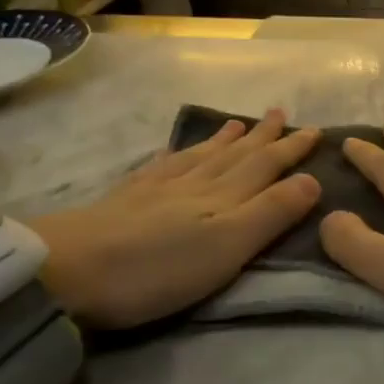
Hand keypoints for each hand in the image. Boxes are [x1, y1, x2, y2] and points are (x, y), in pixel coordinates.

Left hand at [32, 109, 320, 328]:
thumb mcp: (228, 246)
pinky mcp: (127, 200)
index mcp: (223, 197)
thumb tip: (312, 179)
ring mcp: (157, 189)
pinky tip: (175, 152)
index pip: (266, 165)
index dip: (291, 148)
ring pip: (201, 156)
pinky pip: (163, 167)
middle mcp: (194, 184)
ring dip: (225, 141)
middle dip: (262, 136)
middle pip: (235, 155)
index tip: (315, 130)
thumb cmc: (158, 267)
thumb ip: (271, 212)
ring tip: (237, 124)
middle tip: (279, 113)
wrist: (67, 270)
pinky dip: (178, 155)